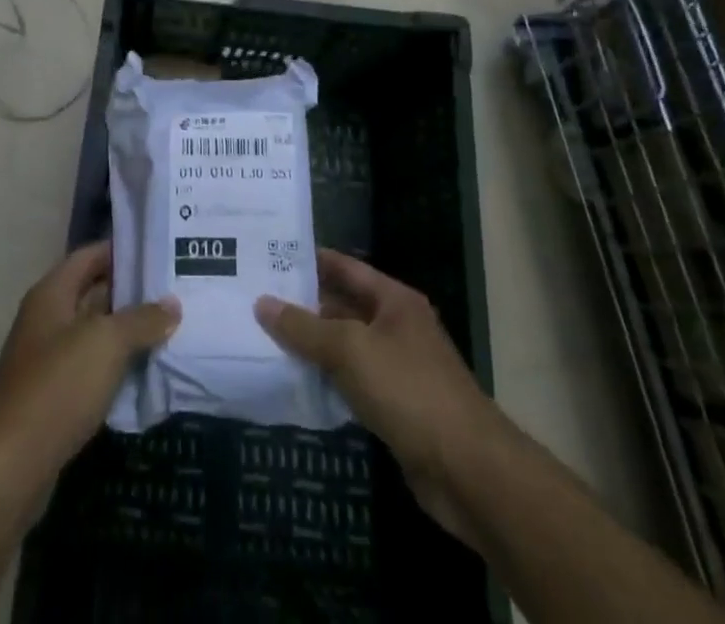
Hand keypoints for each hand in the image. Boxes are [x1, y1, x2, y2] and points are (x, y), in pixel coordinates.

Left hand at [0, 242, 179, 505]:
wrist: (10, 467)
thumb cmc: (57, 387)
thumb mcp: (106, 343)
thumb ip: (141, 319)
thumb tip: (172, 304)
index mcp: (51, 293)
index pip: (90, 255)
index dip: (122, 249)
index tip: (160, 250)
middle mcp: (46, 318)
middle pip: (93, 292)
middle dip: (131, 291)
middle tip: (175, 288)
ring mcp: (47, 358)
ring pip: (94, 332)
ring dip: (127, 330)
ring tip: (171, 325)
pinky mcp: (53, 396)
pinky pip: (91, 367)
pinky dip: (116, 364)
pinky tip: (147, 369)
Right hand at [255, 249, 487, 541]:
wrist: (468, 470)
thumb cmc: (409, 390)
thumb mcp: (350, 350)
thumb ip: (304, 328)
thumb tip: (262, 303)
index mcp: (395, 300)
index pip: (346, 268)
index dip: (311, 260)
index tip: (271, 255)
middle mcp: (398, 327)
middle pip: (344, 307)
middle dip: (304, 306)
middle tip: (256, 299)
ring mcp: (399, 369)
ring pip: (346, 348)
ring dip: (313, 347)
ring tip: (264, 338)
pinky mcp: (396, 409)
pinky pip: (353, 384)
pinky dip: (327, 382)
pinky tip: (296, 384)